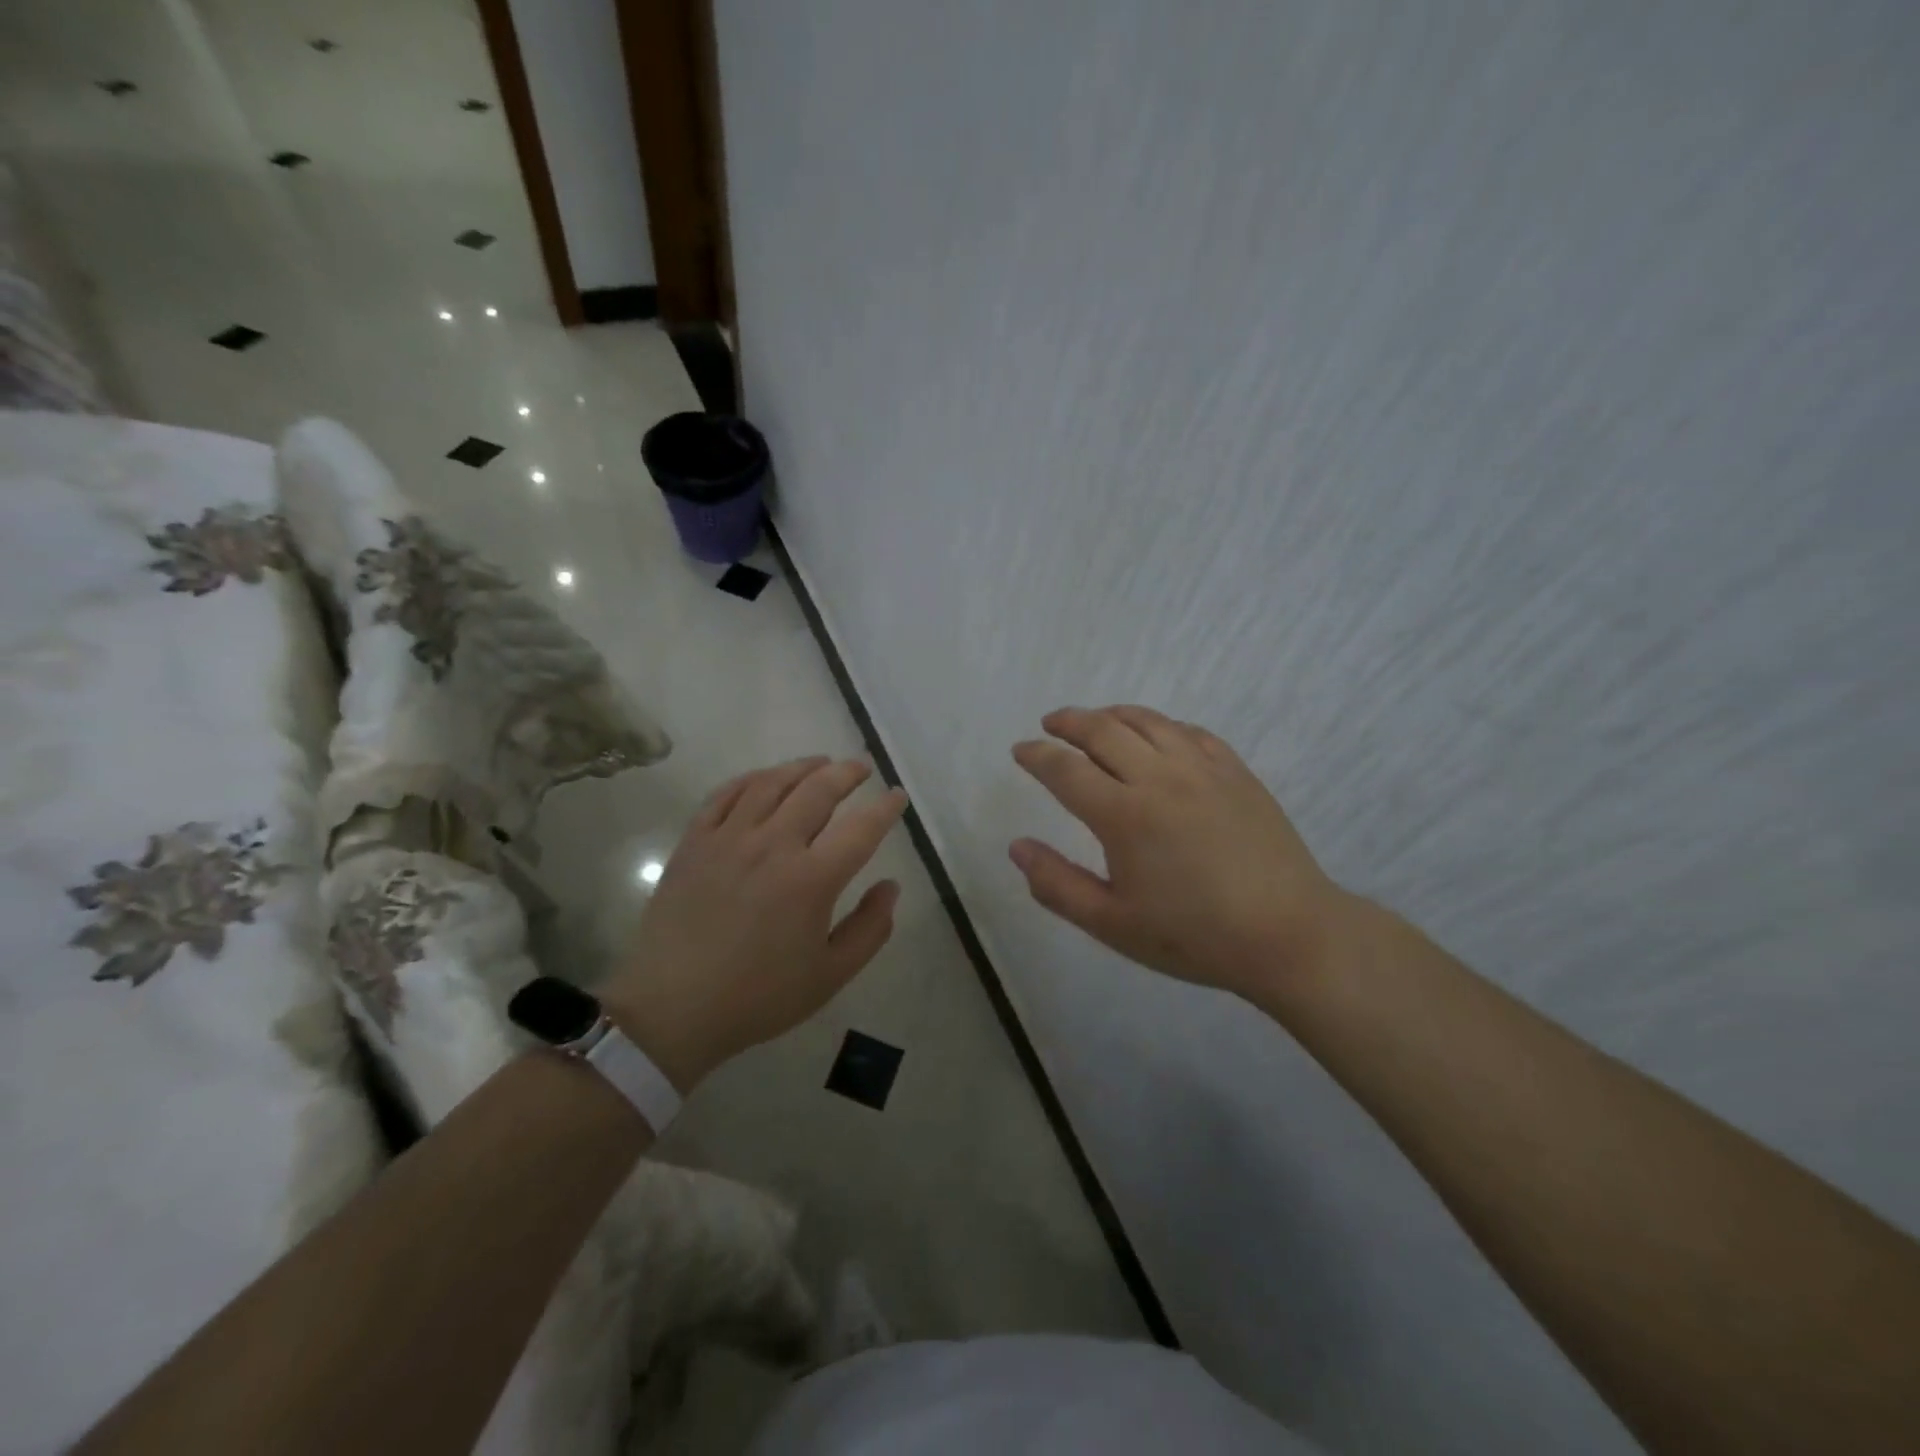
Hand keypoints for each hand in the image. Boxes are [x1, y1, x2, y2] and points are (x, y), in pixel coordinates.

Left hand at [605, 757, 907, 1089]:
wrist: (672, 1008)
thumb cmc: (758, 997)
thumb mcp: (829, 976)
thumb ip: (870, 929)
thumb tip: (891, 886)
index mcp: (812, 879)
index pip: (861, 829)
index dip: (885, 808)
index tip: (897, 795)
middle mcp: (773, 846)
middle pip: (817, 790)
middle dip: (846, 773)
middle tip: (861, 767)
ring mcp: (729, 839)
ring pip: (771, 783)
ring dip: (802, 767)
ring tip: (820, 762)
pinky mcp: (694, 842)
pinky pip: (725, 794)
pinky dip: (751, 779)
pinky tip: (764, 779)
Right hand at [1010, 706, 1346, 997]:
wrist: (1288, 935)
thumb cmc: (1194, 936)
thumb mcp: (1113, 924)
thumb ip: (1057, 885)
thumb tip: (1016, 847)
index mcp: (1124, 815)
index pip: (1065, 769)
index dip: (1036, 756)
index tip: (1020, 751)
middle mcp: (1160, 777)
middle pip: (1103, 730)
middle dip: (1068, 721)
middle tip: (1050, 724)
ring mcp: (1203, 769)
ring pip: (1147, 721)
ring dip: (1112, 714)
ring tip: (1094, 720)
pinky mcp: (1236, 771)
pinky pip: (1189, 731)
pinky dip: (1160, 724)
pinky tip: (1155, 735)